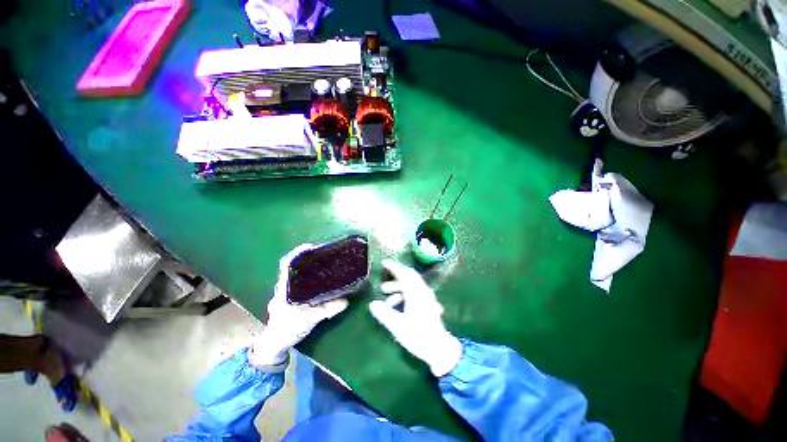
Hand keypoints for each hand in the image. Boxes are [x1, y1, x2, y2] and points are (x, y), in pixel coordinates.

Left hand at [250, 244, 348, 368]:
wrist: (275, 344)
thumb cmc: (287, 329)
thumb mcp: (309, 319)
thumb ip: (327, 310)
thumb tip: (346, 300)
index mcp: (285, 288)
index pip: (287, 263)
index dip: (297, 253)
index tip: (312, 246)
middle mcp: (285, 287)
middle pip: (294, 266)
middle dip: (308, 257)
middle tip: (325, 254)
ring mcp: (287, 292)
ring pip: (297, 274)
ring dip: (308, 267)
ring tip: (325, 263)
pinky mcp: (292, 298)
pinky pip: (301, 282)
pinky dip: (309, 277)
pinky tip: (321, 279)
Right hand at [369, 260, 462, 376]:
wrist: (440, 349)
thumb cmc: (418, 336)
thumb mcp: (398, 327)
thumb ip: (384, 314)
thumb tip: (372, 304)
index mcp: (416, 294)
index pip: (404, 274)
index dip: (394, 267)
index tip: (384, 263)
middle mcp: (423, 291)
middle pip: (409, 277)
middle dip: (395, 276)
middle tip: (383, 280)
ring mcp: (427, 297)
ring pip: (411, 285)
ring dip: (398, 287)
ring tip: (385, 296)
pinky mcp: (429, 303)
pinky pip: (415, 291)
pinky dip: (404, 293)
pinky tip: (397, 305)